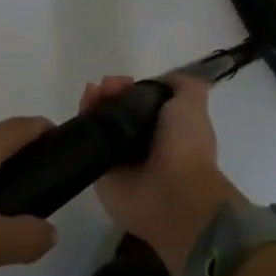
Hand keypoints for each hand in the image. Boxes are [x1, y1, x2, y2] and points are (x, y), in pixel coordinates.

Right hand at [80, 75, 242, 275]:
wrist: (174, 194)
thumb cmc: (185, 146)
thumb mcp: (192, 104)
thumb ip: (183, 86)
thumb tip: (163, 80)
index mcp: (166, 130)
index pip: (141, 103)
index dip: (132, 88)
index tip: (126, 81)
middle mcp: (142, 144)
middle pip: (118, 110)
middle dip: (111, 93)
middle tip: (107, 86)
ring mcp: (120, 159)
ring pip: (101, 123)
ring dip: (94, 102)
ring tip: (94, 93)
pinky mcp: (100, 173)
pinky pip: (88, 142)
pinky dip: (83, 121)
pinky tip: (84, 107)